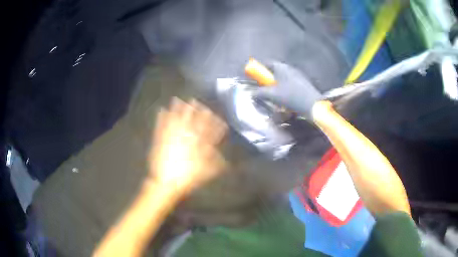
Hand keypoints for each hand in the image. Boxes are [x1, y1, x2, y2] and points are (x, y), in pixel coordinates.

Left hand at [148, 97, 227, 192]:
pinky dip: (161, 118)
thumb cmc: (188, 179)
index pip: (206, 130)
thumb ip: (216, 164)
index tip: (213, 113)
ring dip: (177, 109)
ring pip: (176, 120)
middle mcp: (185, 138)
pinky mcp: (161, 141)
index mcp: (197, 145)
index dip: (210, 121)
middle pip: (191, 121)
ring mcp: (171, 138)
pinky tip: (161, 110)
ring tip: (178, 100)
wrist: (167, 183)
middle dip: (195, 111)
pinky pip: (161, 127)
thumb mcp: (205, 173)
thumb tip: (226, 160)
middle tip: (196, 101)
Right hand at [251, 62, 321, 118]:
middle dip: (268, 80)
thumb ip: (259, 93)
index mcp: (281, 67)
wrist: (312, 105)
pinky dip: (285, 90)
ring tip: (274, 97)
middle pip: (275, 71)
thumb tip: (251, 93)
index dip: (259, 69)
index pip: (267, 63)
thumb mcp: (272, 95)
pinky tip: (285, 101)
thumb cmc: (291, 96)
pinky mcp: (303, 84)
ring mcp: (297, 76)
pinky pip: (290, 84)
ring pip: (282, 79)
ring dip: (276, 86)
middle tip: (263, 89)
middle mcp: (289, 69)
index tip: (254, 77)